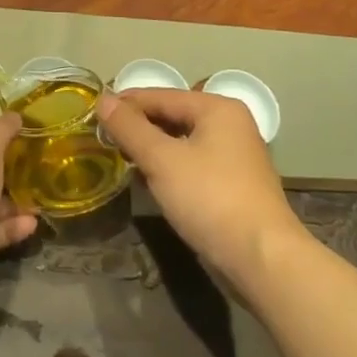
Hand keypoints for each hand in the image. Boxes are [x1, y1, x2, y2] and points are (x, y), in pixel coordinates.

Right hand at [97, 88, 302, 288]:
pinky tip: (148, 180)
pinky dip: (169, 167)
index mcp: (217, 109)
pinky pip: (192, 164)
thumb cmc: (210, 199)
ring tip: (119, 157)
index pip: (161, 95)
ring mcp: (235, 156)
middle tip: (102, 136)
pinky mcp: (233, 185)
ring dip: (152, 148)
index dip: (125, 102)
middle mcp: (230, 125)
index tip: (93, 112)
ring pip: (182, 142)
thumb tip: (103, 100)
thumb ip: (130, 128)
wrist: (263, 260)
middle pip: (173, 116)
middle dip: (138, 126)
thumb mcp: (162, 160)